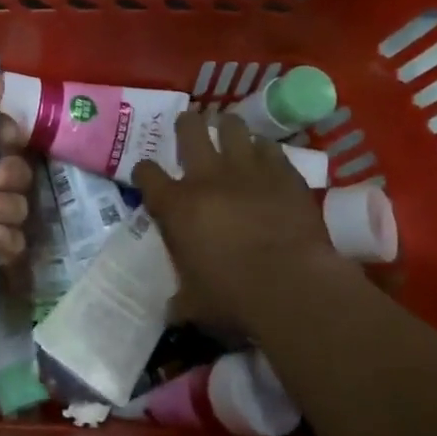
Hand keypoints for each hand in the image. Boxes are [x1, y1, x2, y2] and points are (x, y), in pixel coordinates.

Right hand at [131, 110, 342, 334]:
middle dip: (187, 125)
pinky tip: (266, 156)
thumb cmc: (234, 297)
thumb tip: (171, 310)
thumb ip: (180, 300)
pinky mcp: (283, 173)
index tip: (147, 176)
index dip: (144, 172)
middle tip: (189, 127)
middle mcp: (206, 177)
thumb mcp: (195, 305)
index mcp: (176, 206)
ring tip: (228, 130)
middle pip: (189, 130)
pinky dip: (265, 150)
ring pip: (232, 127)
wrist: (292, 285)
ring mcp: (247, 169)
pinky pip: (270, 148)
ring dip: (228, 127)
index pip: (146, 174)